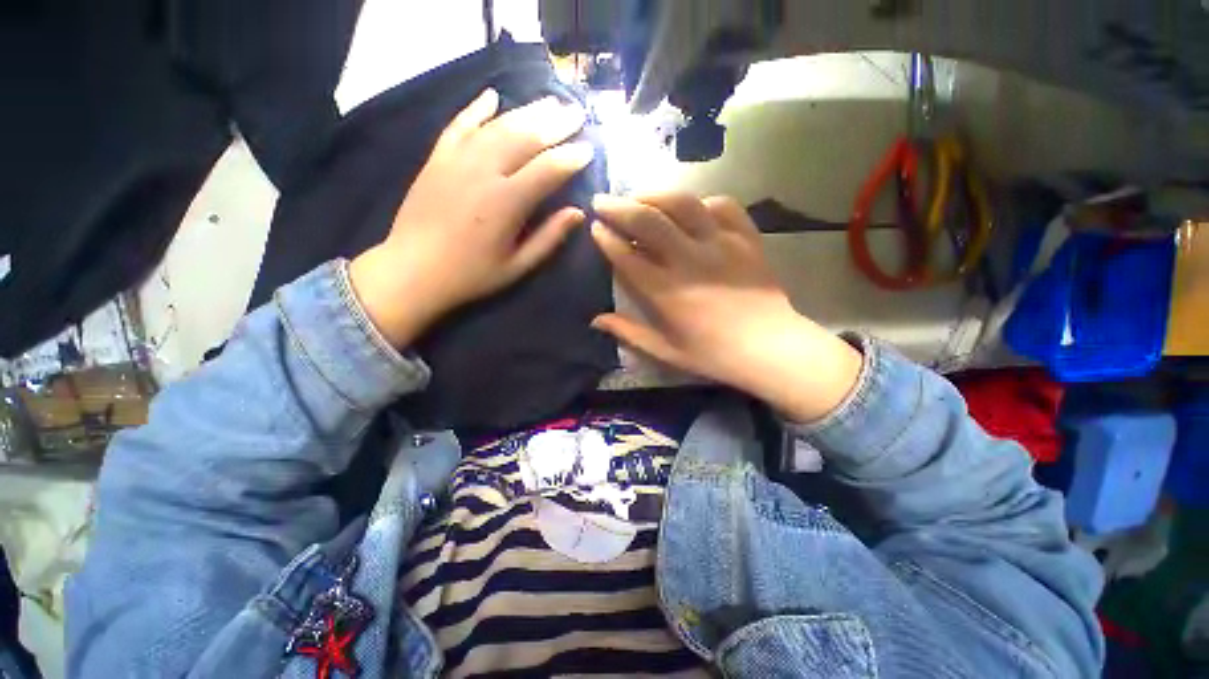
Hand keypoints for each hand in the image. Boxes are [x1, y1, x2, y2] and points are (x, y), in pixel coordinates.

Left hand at [350, 89, 594, 346]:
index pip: (548, 169)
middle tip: (577, 112)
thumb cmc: (471, 275)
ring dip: (527, 111)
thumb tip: (577, 212)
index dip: (572, 157)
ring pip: (498, 126)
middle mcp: (484, 172)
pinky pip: (459, 124)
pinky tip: (492, 96)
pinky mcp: (437, 158)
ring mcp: (457, 160)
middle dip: (555, 123)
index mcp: (507, 203)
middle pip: (526, 137)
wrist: (412, 270)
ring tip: (550, 101)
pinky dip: (477, 108)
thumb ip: (549, 238)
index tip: (590, 148)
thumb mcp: (517, 266)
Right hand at [590, 193, 862, 422]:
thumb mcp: (665, 351)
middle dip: (619, 207)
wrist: (770, 348)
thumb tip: (595, 320)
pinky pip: (722, 205)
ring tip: (639, 195)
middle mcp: (689, 261)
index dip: (607, 238)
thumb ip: (628, 333)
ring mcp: (721, 244)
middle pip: (648, 221)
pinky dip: (702, 202)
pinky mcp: (746, 238)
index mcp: (666, 292)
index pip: (627, 256)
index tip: (595, 228)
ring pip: (683, 204)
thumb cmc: (713, 354)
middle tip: (602, 200)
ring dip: (654, 194)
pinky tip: (692, 209)